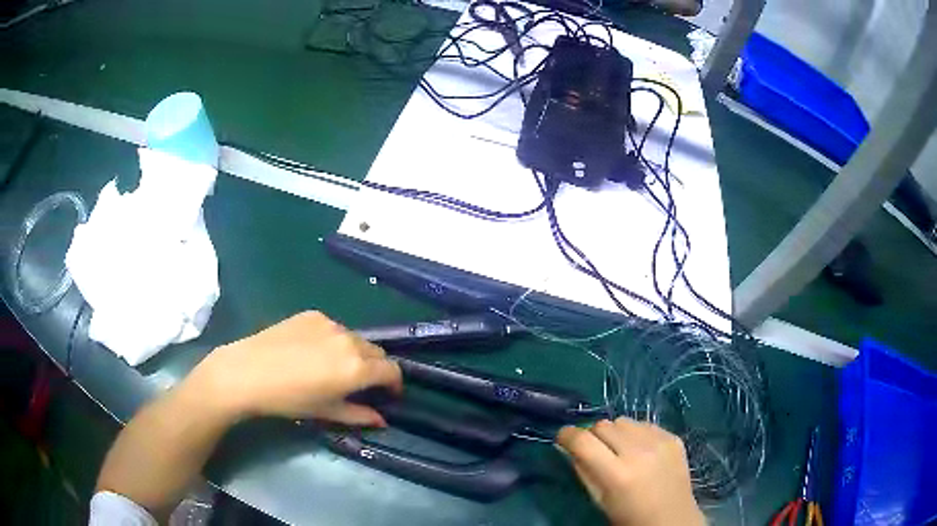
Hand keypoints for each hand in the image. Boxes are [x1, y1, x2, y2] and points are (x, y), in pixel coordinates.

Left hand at [187, 311, 401, 426]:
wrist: (248, 372)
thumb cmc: (289, 400)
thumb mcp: (327, 412)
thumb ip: (359, 415)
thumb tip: (382, 420)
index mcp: (357, 367)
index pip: (392, 370)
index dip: (394, 384)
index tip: (387, 395)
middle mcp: (350, 340)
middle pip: (377, 352)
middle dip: (376, 369)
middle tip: (360, 384)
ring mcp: (330, 323)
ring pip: (355, 339)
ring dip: (355, 353)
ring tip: (333, 367)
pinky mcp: (312, 314)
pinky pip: (334, 328)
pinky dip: (334, 340)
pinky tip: (313, 352)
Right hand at [557, 418, 704, 525]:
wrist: (672, 519)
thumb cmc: (629, 517)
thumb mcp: (599, 500)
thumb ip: (583, 471)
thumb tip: (569, 448)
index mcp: (617, 474)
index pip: (583, 441)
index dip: (567, 435)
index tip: (562, 438)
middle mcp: (639, 452)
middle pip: (603, 425)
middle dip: (593, 435)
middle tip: (595, 451)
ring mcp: (660, 441)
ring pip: (623, 420)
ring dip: (615, 433)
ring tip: (620, 450)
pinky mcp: (673, 437)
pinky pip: (645, 424)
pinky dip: (636, 434)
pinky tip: (641, 451)